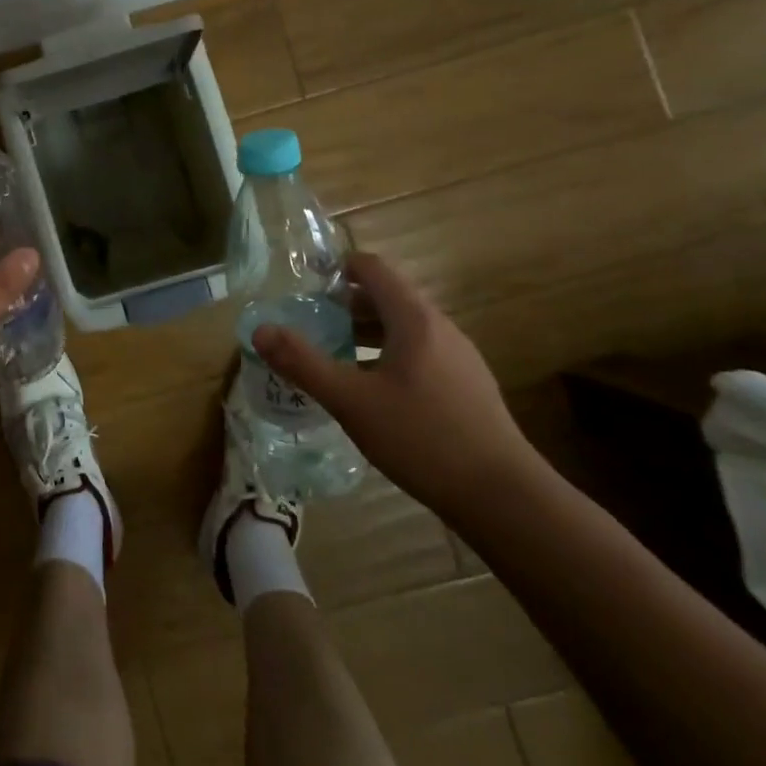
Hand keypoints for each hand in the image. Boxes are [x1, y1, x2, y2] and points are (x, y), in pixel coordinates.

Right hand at [250, 252, 544, 518]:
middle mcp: (441, 328)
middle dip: (346, 303)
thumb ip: (303, 363)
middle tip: (311, 323)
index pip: (373, 268)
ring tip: (334, 355)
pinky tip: (372, 391)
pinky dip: (388, 355)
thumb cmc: (422, 438)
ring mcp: (459, 358)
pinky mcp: (467, 387)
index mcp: (414, 319)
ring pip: (404, 327)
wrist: (504, 498)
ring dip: (366, 331)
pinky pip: (420, 352)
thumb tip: (260, 331)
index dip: (337, 267)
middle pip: (388, 296)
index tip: (306, 284)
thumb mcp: (351, 401)